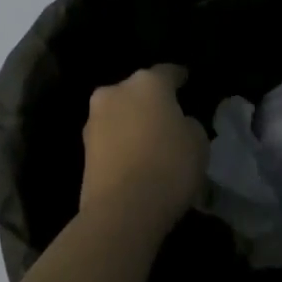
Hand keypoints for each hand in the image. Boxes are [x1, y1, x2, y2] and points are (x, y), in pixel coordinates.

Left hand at [80, 64, 208, 231]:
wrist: (122, 209)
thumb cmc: (169, 166)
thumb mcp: (198, 142)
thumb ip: (188, 124)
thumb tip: (176, 124)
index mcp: (147, 83)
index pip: (167, 72)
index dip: (179, 77)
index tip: (186, 81)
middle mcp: (115, 92)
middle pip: (137, 91)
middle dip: (150, 101)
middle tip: (167, 116)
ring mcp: (94, 119)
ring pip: (120, 113)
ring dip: (132, 121)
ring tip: (150, 140)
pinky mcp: (83, 148)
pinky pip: (110, 137)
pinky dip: (122, 142)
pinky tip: (135, 157)